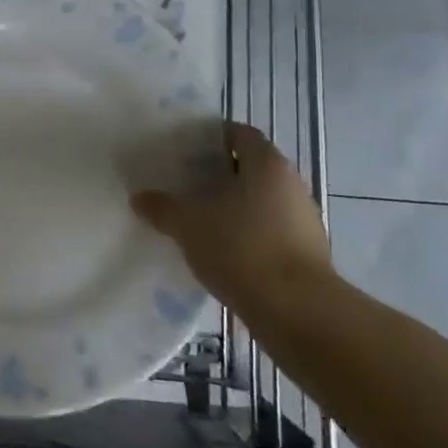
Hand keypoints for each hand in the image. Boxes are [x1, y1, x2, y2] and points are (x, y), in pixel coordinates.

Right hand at [132, 121, 334, 319]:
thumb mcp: (188, 224)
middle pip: (252, 168)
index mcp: (267, 164)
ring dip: (234, 208)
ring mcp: (305, 221)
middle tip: (186, 184)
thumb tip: (139, 198)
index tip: (186, 149)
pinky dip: (248, 236)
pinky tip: (223, 253)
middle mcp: (292, 185)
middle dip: (219, 175)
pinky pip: (271, 233)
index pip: (240, 134)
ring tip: (200, 221)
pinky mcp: (308, 256)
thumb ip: (162, 207)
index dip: (213, 137)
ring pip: (262, 202)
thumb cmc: (241, 249)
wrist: (298, 313)